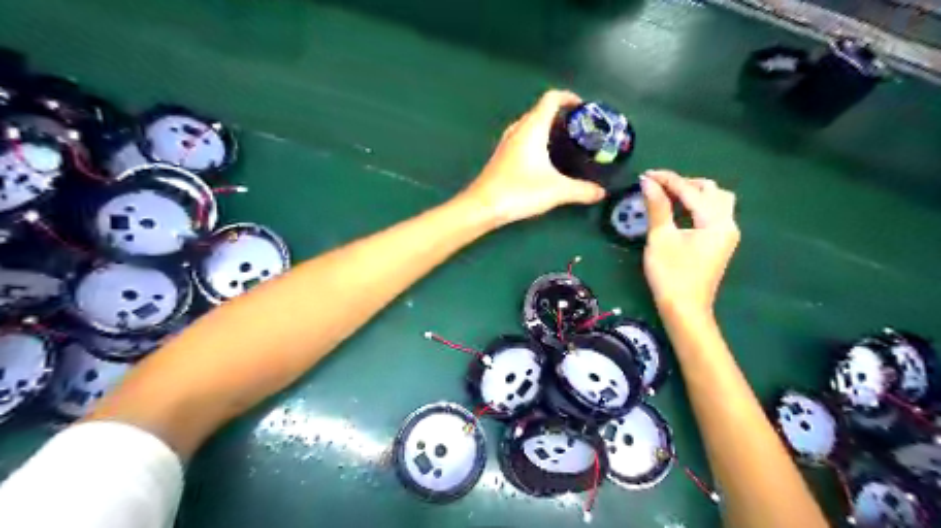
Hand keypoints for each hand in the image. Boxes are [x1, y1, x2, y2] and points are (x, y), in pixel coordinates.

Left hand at [461, 88, 606, 223]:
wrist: (482, 206)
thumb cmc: (519, 191)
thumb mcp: (557, 191)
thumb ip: (582, 190)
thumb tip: (601, 192)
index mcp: (532, 128)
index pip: (551, 99)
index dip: (568, 97)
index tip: (583, 107)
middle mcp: (517, 130)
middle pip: (540, 111)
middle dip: (560, 115)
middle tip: (578, 129)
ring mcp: (506, 143)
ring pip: (529, 125)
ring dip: (546, 128)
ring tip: (563, 143)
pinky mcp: (501, 157)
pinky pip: (521, 139)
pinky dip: (535, 141)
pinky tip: (542, 160)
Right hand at [643, 169, 737, 317]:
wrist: (684, 308)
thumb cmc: (671, 274)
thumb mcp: (660, 238)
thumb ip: (657, 207)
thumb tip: (647, 182)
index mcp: (716, 221)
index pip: (691, 191)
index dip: (668, 180)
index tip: (646, 175)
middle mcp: (728, 223)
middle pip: (711, 191)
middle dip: (684, 184)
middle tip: (658, 187)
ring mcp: (726, 234)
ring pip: (716, 201)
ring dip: (694, 193)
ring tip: (670, 196)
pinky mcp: (720, 243)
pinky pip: (713, 214)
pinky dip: (698, 206)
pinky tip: (680, 210)